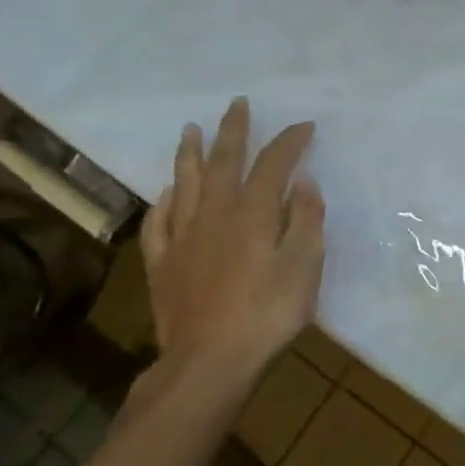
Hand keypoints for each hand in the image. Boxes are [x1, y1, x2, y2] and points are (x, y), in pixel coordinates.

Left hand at [138, 98, 324, 402]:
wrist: (209, 361)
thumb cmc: (267, 314)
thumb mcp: (304, 267)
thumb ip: (305, 220)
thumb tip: (302, 182)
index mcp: (253, 213)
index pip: (273, 164)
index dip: (289, 141)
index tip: (305, 126)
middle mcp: (214, 214)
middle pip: (223, 162)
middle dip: (234, 130)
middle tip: (237, 104)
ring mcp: (184, 237)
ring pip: (184, 184)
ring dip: (189, 154)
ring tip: (190, 129)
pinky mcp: (163, 263)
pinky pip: (159, 223)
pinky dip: (163, 202)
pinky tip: (166, 193)